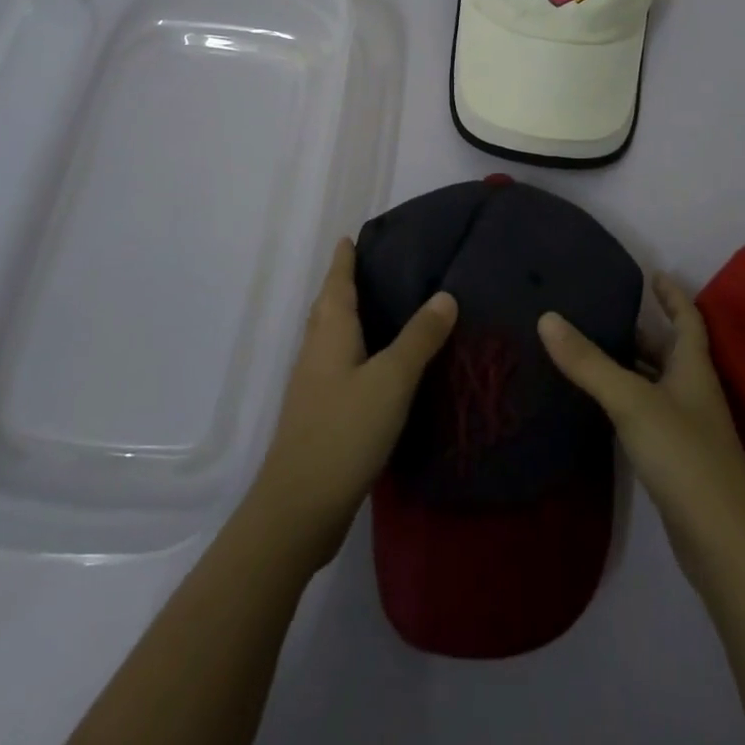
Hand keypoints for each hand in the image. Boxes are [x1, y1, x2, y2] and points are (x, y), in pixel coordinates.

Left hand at [250, 238, 457, 569]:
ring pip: (331, 337)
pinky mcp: (319, 415)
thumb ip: (419, 338)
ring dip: (349, 317)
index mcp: (330, 333)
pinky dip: (355, 351)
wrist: (299, 509)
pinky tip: (377, 366)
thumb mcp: (391, 379)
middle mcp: (316, 351)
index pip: (337, 283)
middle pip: (328, 307)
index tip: (353, 236)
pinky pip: (338, 365)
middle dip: (345, 284)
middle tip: (374, 266)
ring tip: (381, 308)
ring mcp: (314, 386)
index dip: (344, 259)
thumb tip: (445, 294)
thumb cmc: (344, 431)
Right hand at [539, 273, 744, 582]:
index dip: (673, 296)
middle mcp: (694, 392)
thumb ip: (589, 362)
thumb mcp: (631, 401)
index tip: (654, 274)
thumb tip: (547, 317)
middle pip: (669, 351)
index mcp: (693, 368)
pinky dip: (627, 402)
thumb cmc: (684, 455)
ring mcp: (688, 429)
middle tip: (601, 314)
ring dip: (630, 367)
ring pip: (657, 385)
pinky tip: (600, 407)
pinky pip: (648, 415)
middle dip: (641, 332)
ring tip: (590, 353)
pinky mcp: (677, 461)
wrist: (724, 544)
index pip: (688, 319)